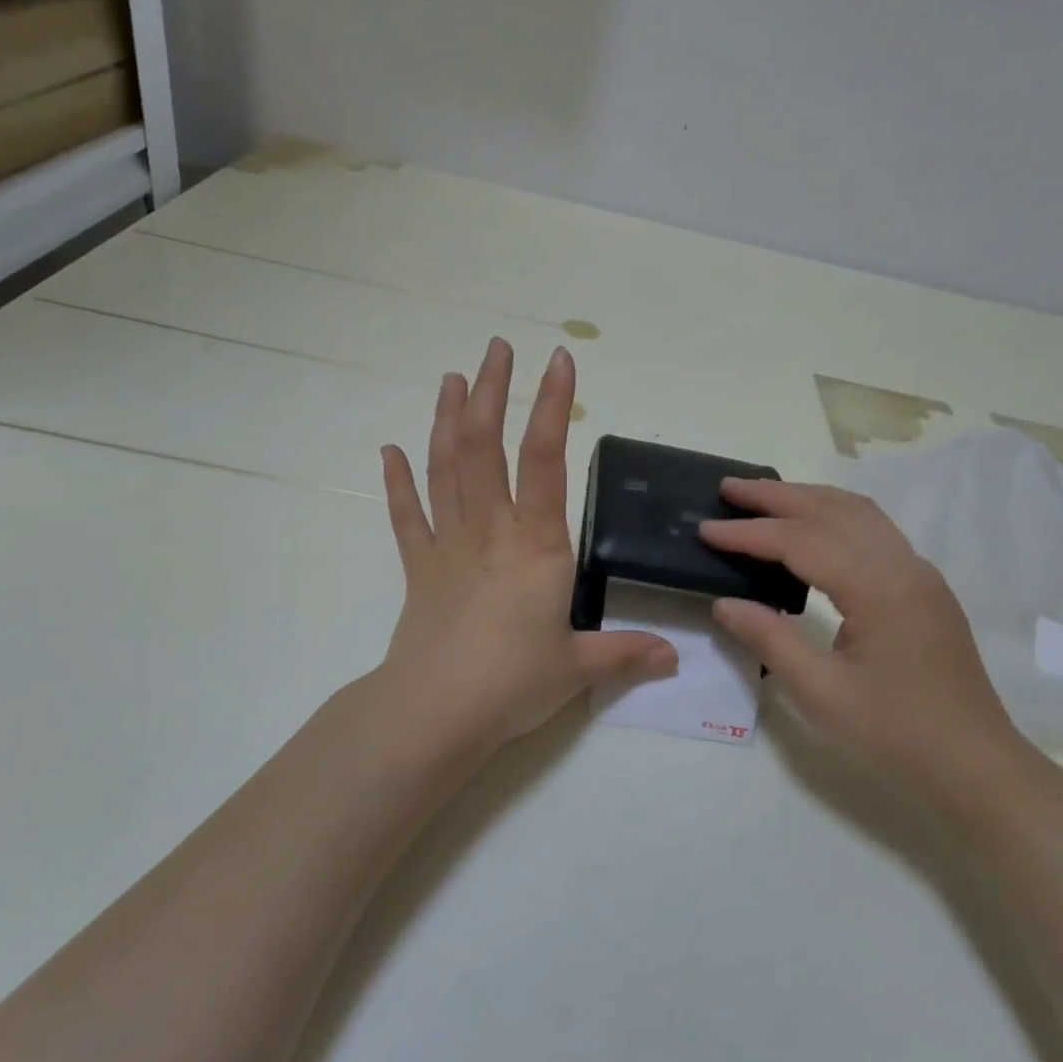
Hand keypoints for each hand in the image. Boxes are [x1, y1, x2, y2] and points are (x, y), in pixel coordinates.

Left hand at [375, 338, 676, 756]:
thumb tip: (673, 656)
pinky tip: (389, 451)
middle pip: (485, 447)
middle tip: (496, 349)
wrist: (436, 713)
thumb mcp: (579, 668)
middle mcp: (491, 531)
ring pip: (445, 469)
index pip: (546, 460)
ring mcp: (449, 546)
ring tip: (451, 379)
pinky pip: (407, 517)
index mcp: (537, 544)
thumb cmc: (513, 683)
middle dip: (491, 392)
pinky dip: (398, 483)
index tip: (558, 361)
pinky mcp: (420, 569)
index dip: (552, 406)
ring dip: (447, 420)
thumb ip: (626, 653)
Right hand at [700, 480, 1040, 819]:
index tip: (706, 529)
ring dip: (808, 497)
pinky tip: (812, 525)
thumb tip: (724, 603)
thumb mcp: (820, 693)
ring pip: (859, 513)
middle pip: (833, 510)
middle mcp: (904, 566)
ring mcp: (919, 574)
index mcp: (880, 588)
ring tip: (764, 497)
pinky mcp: (924, 588)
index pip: (802, 541)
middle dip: (777, 495)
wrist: (974, 766)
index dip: (750, 533)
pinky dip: (834, 515)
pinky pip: (874, 530)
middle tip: (729, 488)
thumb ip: (770, 639)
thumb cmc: (895, 735)